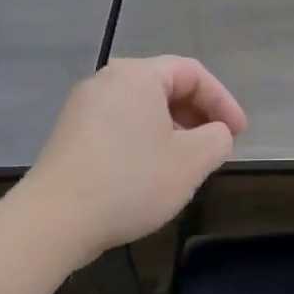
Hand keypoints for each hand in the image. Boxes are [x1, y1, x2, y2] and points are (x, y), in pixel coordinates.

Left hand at [22, 56, 246, 264]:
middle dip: (198, 114)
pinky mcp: (70, 135)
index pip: (193, 73)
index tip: (238, 133)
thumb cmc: (131, 182)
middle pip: (166, 86)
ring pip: (143, 108)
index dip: (223, 101)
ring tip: (188, 162)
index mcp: (137, 76)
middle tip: (216, 145)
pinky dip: (146, 140)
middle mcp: (107, 81)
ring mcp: (83, 108)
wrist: (55, 220)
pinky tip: (152, 173)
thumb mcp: (192, 161)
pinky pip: (121, 125)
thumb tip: (215, 133)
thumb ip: (218, 139)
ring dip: (174, 130)